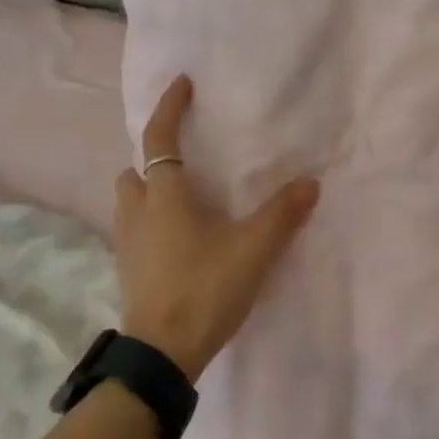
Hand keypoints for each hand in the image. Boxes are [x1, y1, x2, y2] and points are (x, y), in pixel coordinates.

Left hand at [114, 76, 320, 381]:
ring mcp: (128, 244)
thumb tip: (310, 183)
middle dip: (154, 159)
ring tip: (186, 200)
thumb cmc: (204, 290)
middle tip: (186, 161)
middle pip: (135, 171)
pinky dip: (154, 222)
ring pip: (132, 202)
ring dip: (151, 191)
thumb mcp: (253, 251)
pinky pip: (137, 230)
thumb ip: (282, 215)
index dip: (170, 108)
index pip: (159, 139)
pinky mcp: (129, 270)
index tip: (183, 84)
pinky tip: (182, 240)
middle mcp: (138, 213)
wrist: (162, 353)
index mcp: (164, 196)